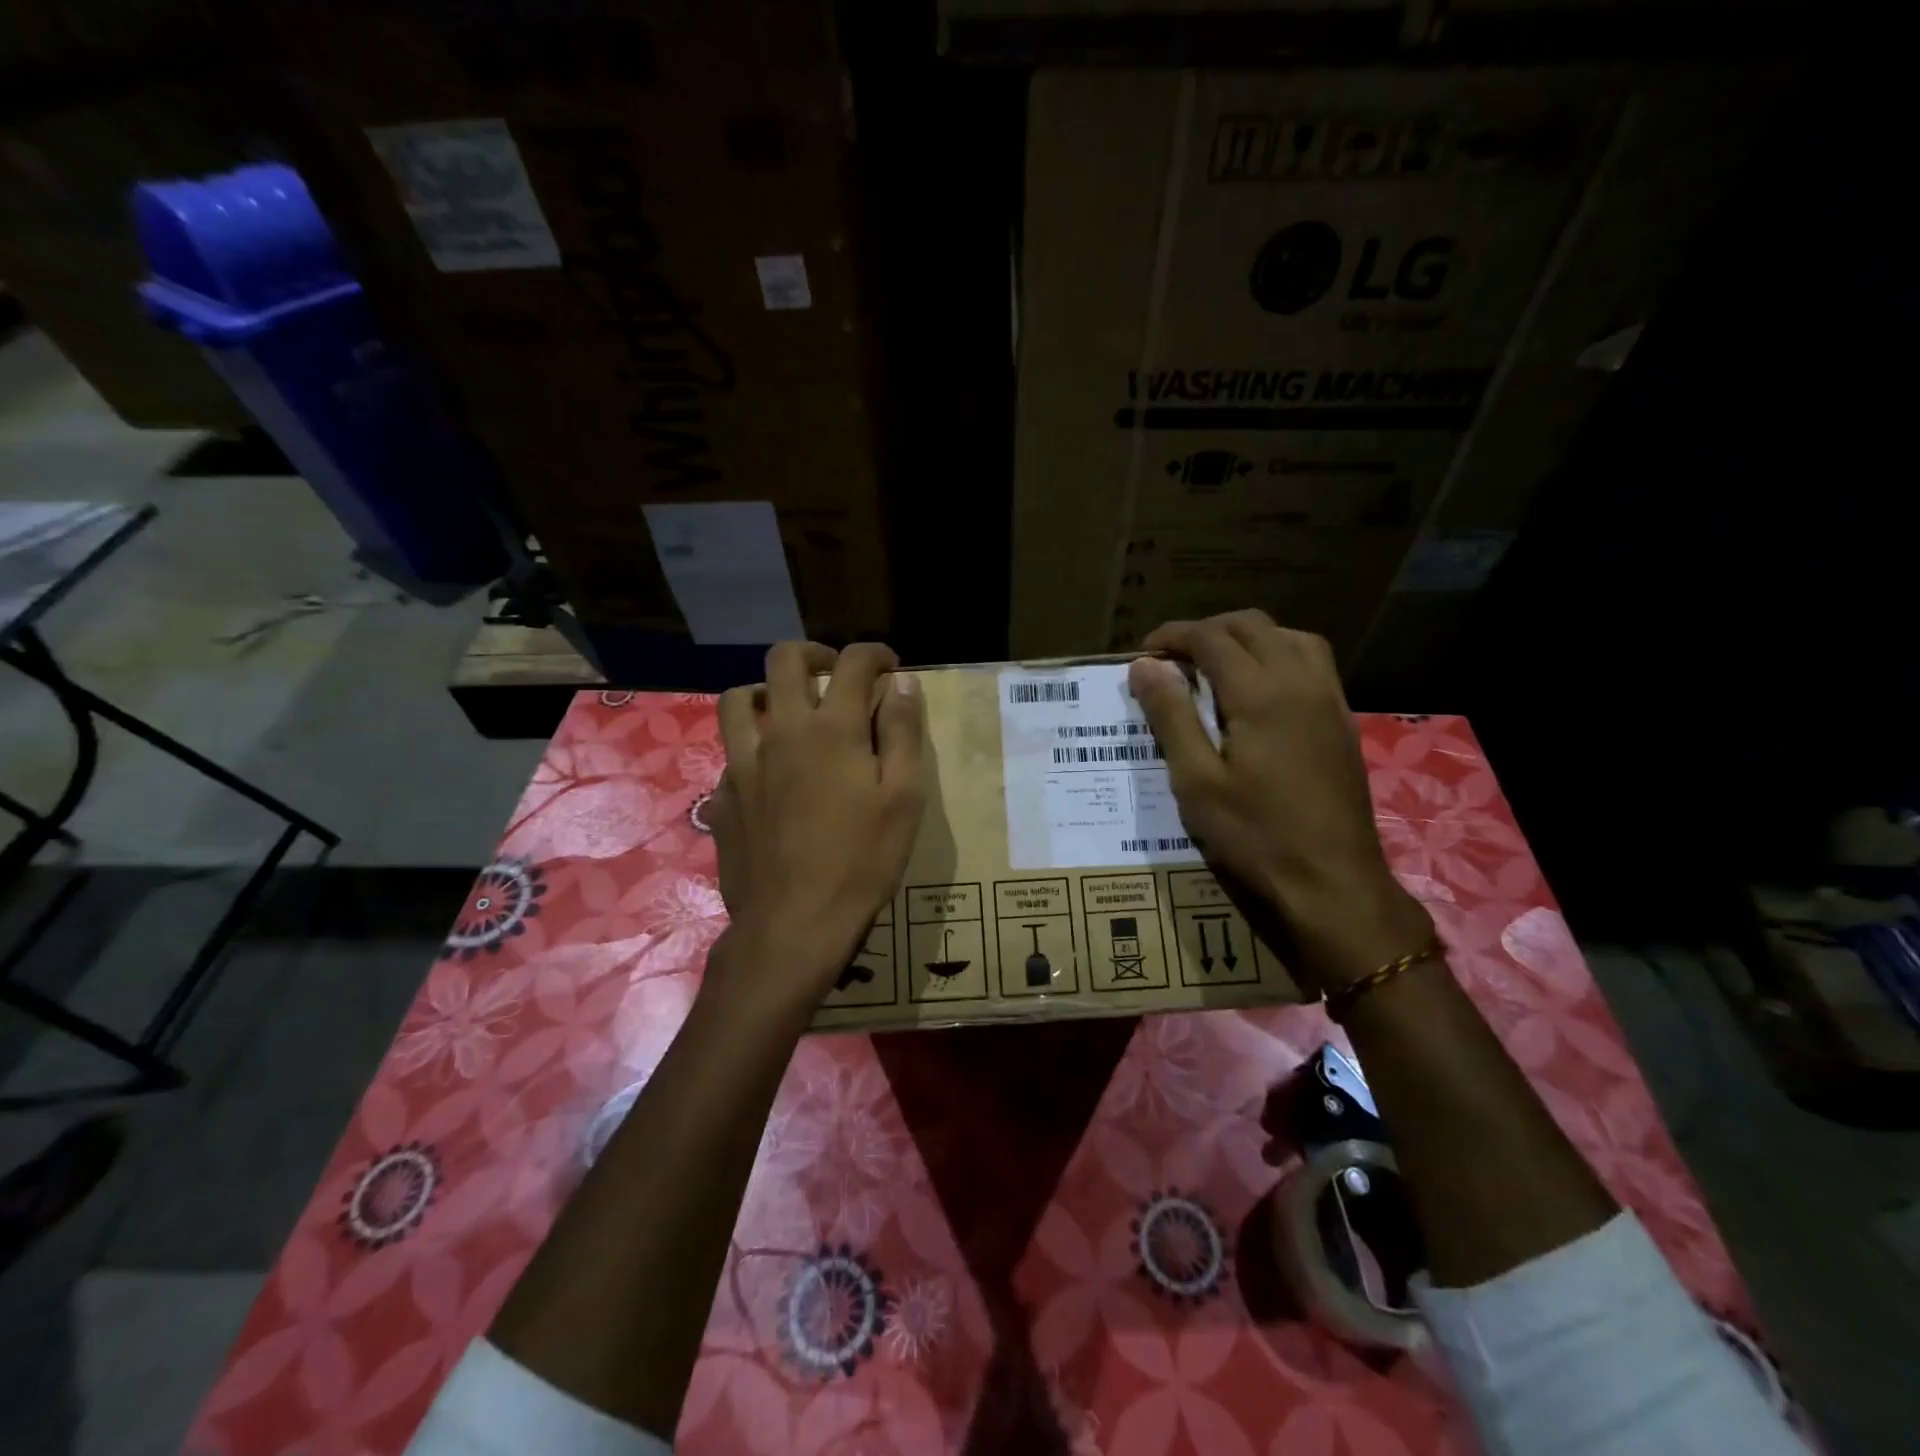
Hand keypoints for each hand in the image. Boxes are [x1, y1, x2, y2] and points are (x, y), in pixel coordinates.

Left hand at [709, 642, 927, 1012]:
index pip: (852, 663)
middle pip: (783, 661)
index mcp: (831, 729)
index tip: (889, 665)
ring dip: (765, 691)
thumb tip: (902, 683)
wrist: (793, 925)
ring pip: (737, 700)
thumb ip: (903, 733)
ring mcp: (742, 765)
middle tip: (834, 671)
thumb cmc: (862, 861)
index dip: (875, 653)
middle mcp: (780, 733)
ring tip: (787, 709)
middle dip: (814, 653)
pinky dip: (751, 748)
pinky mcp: (722, 798)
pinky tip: (769, 776)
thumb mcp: (905, 797)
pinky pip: (729, 754)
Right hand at [1128, 611, 1431, 994]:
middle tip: (1174, 658)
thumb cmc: (1255, 834)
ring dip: (1248, 638)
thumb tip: (1145, 666)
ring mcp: (1329, 698)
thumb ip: (1171, 716)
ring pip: (1289, 636)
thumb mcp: (1196, 780)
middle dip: (1208, 630)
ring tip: (1217, 665)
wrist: (1332, 880)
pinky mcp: (1342, 719)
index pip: (1212, 638)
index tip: (1144, 653)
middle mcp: (1300, 681)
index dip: (1174, 636)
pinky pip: (1312, 661)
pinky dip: (1279, 654)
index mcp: (1260, 693)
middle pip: (1252, 625)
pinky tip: (1260, 689)